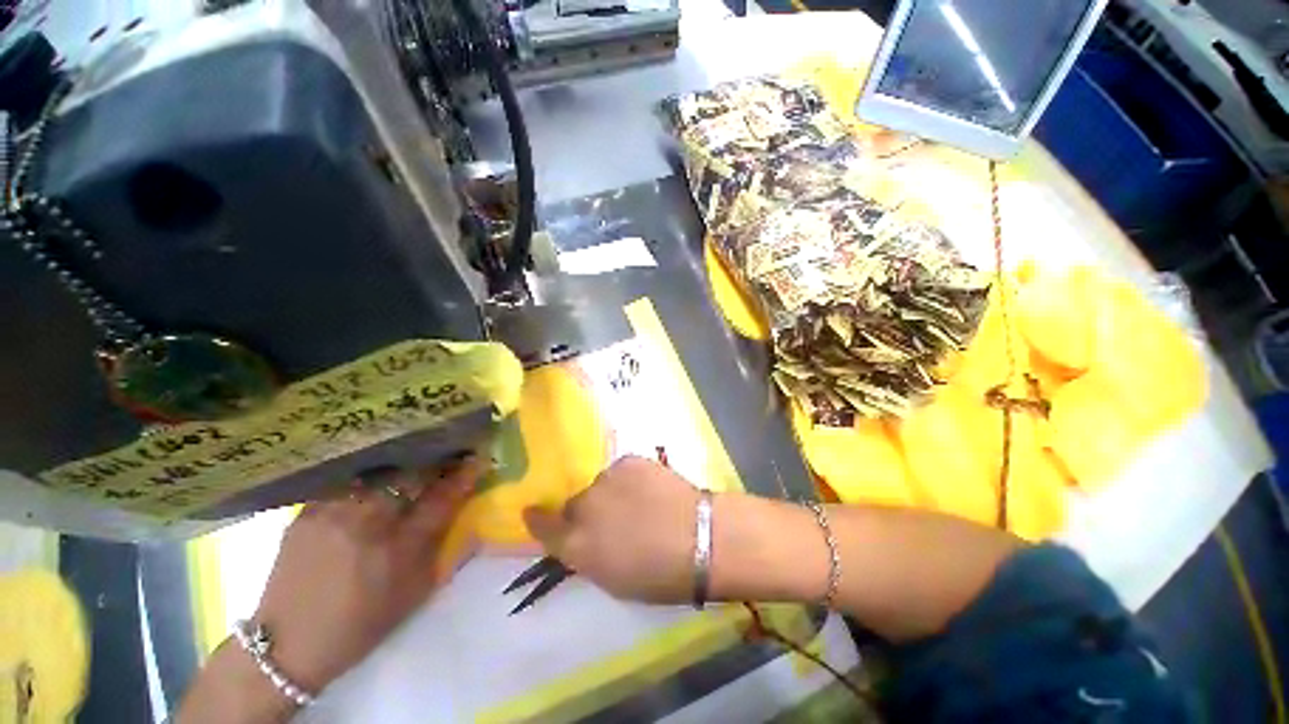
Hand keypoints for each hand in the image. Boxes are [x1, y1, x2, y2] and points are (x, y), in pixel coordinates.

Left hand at [251, 458, 483, 692]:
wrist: (287, 644)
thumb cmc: (362, 622)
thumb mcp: (415, 589)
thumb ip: (440, 543)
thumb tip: (461, 506)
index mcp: (397, 547)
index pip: (442, 497)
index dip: (464, 474)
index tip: (480, 458)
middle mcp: (365, 521)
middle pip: (411, 474)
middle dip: (436, 461)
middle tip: (450, 456)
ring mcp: (332, 511)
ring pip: (380, 472)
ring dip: (405, 465)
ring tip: (417, 462)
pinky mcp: (307, 510)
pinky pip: (349, 482)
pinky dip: (371, 476)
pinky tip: (377, 480)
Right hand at [523, 455, 699, 603]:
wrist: (700, 538)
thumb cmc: (659, 575)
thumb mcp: (612, 579)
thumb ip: (587, 555)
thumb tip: (578, 540)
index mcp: (577, 544)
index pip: (543, 527)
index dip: (538, 520)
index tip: (532, 512)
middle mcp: (584, 507)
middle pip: (574, 504)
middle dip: (586, 512)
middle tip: (613, 520)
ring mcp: (607, 479)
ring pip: (599, 485)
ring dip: (609, 494)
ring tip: (637, 503)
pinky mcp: (629, 461)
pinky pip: (620, 471)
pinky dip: (628, 480)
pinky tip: (648, 490)